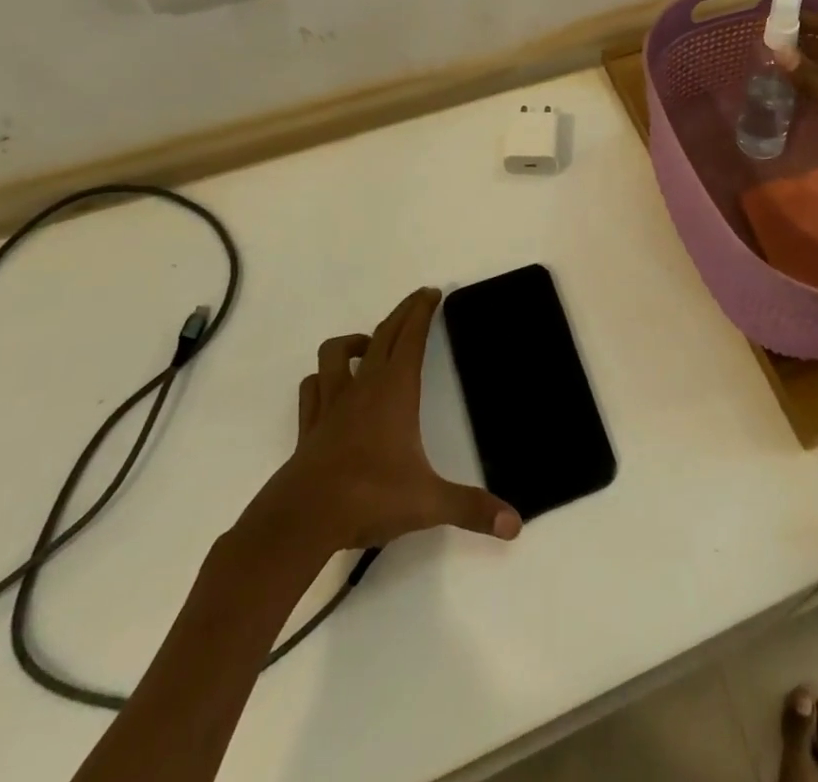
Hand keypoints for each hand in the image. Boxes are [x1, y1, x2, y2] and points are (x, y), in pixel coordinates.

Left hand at [252, 288, 520, 552]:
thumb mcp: (428, 503)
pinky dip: (324, 378)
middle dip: (402, 313)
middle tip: (417, 300)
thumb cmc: (368, 497)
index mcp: (394, 391)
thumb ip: (472, 508)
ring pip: (336, 353)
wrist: (301, 521)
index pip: (411, 337)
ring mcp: (331, 404)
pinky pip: (313, 387)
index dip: (422, 311)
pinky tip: (332, 386)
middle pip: (382, 334)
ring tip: (370, 345)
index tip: (431, 292)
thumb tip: (516, 524)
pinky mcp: (309, 426)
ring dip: (354, 341)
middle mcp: (363, 387)